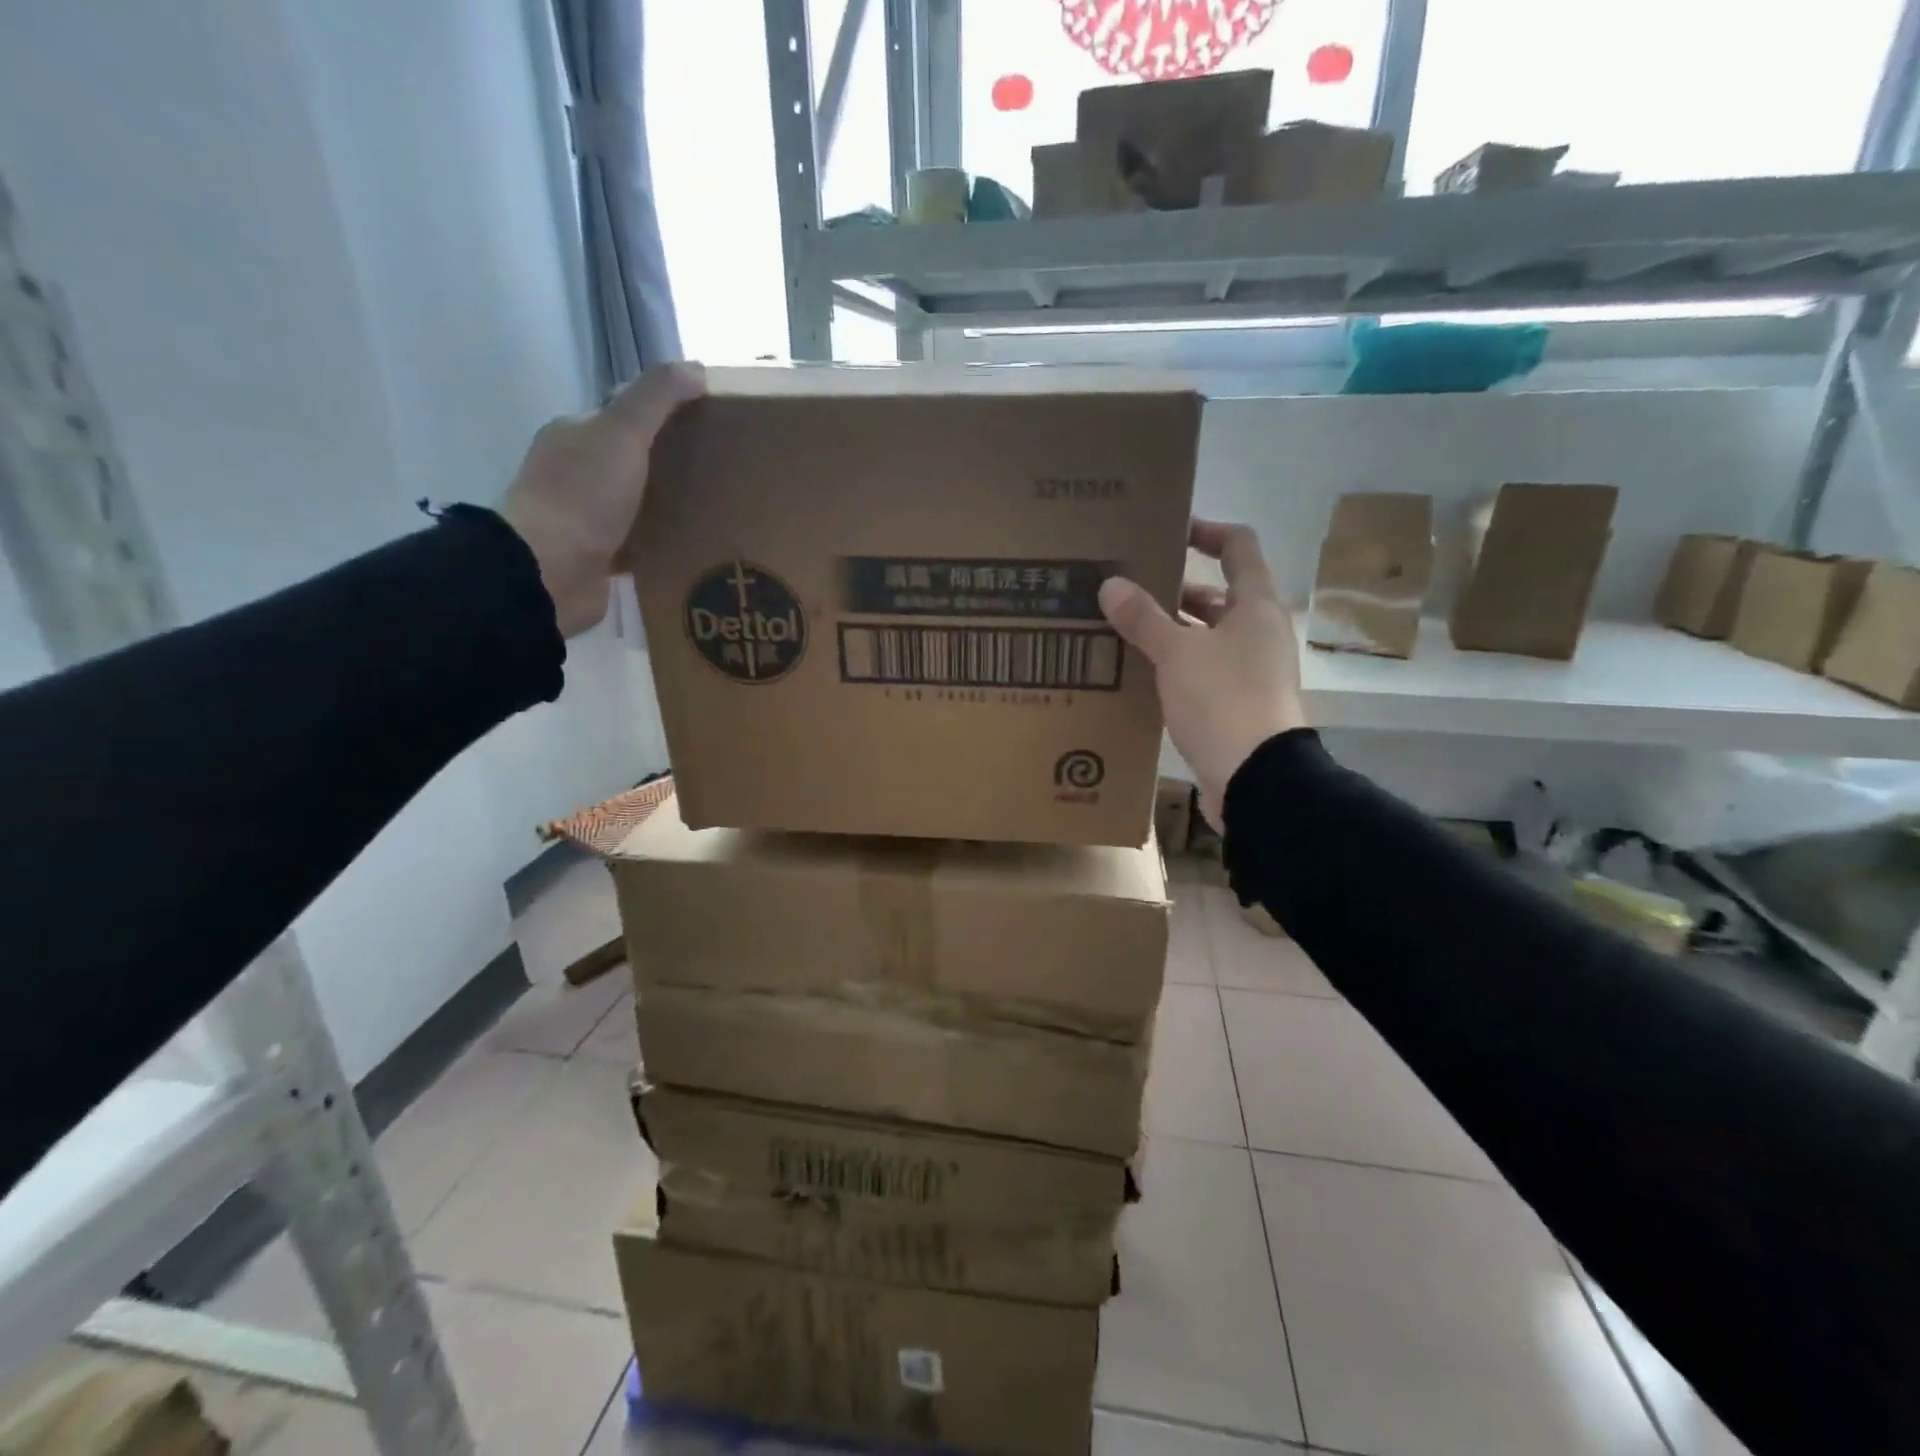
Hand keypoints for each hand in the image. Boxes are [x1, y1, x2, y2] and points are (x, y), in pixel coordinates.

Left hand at [499, 363, 705, 635]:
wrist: (548, 570)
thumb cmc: (583, 495)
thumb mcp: (622, 432)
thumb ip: (656, 398)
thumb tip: (696, 368)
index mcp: (575, 434)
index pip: (623, 413)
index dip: (664, 412)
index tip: (709, 422)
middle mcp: (575, 472)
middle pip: (631, 458)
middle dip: (671, 462)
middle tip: (720, 471)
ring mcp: (584, 518)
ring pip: (636, 503)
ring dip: (668, 505)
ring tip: (715, 510)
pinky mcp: (598, 558)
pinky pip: (638, 544)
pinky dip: (661, 543)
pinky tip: (692, 547)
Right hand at [1099, 518, 1305, 828]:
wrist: (1256, 777)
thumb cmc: (1222, 700)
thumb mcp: (1176, 654)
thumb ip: (1144, 618)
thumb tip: (1111, 584)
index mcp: (1255, 606)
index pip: (1238, 547)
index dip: (1206, 531)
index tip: (1167, 530)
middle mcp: (1258, 632)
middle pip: (1218, 594)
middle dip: (1175, 588)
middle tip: (1128, 585)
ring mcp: (1251, 670)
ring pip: (1207, 635)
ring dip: (1171, 629)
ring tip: (1123, 626)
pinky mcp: (1237, 703)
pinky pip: (1202, 670)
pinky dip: (1175, 663)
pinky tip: (1139, 670)